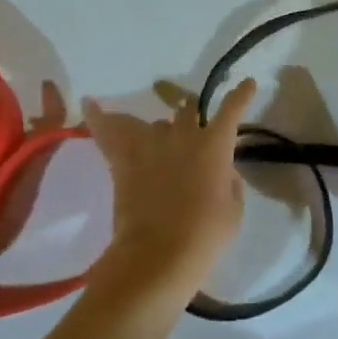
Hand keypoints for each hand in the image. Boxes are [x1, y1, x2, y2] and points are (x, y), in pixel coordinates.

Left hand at [82, 80, 255, 305]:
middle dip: (191, 115)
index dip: (241, 95)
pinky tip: (89, 104)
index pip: (232, 109)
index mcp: (215, 144)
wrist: (158, 254)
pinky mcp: (125, 161)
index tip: (248, 84)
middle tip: (192, 126)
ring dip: (162, 130)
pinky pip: (110, 132)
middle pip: (187, 110)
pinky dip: (100, 118)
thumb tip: (223, 173)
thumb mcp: (233, 211)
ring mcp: (152, 145)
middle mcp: (184, 135)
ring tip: (160, 140)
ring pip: (156, 123)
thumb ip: (230, 184)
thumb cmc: (205, 235)